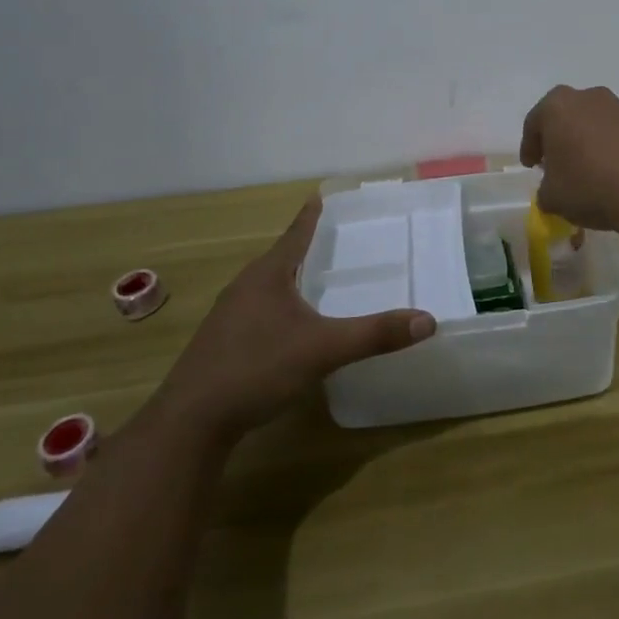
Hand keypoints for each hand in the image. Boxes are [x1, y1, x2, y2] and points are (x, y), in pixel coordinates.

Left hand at [163, 196, 434, 437]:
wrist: (190, 422)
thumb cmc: (257, 369)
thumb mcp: (323, 350)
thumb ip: (374, 334)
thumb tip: (428, 320)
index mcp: (267, 276)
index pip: (295, 235)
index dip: (310, 217)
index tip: (318, 196)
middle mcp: (244, 288)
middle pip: (279, 259)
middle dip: (302, 248)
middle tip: (329, 240)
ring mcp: (228, 317)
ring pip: (265, 287)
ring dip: (288, 280)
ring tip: (311, 281)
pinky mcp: (220, 345)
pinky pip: (256, 312)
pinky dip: (277, 308)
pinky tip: (287, 329)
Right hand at [519, 85, 618, 235]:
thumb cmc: (589, 187)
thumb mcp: (552, 197)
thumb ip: (545, 189)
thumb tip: (552, 189)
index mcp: (556, 106)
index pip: (534, 124)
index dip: (529, 147)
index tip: (531, 166)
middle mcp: (587, 97)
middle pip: (564, 116)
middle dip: (558, 138)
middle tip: (555, 163)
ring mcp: (618, 106)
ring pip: (592, 122)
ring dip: (586, 140)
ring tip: (586, 169)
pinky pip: (615, 132)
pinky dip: (609, 146)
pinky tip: (611, 171)